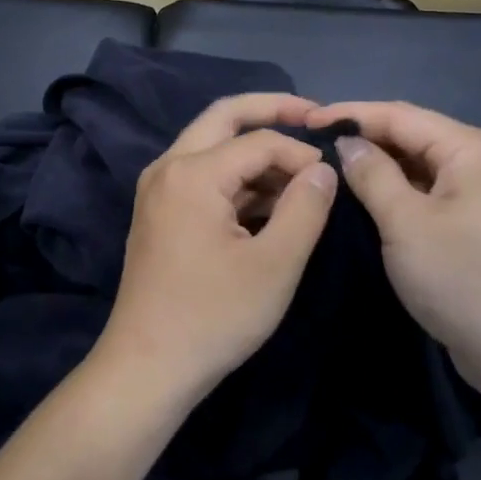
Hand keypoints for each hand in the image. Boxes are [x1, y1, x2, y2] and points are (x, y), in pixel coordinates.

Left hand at [98, 93, 338, 405]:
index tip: (333, 179)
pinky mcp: (159, 212)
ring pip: (211, 146)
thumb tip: (323, 168)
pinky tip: (269, 203)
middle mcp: (167, 167)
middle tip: (313, 117)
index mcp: (192, 172)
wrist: (147, 366)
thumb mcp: (275, 264)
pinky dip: (236, 179)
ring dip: (254, 152)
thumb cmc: (214, 316)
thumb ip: (305, 207)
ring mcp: (158, 189)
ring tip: (300, 175)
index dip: (301, 152)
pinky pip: (202, 176)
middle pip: (223, 118)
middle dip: (270, 113)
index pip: (259, 140)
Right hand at [305, 100, 480, 391]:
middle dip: (362, 138)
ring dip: (375, 166)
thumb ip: (372, 174)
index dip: (350, 114)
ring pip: (416, 166)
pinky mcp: (474, 223)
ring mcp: (480, 193)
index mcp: (472, 148)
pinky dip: (393, 192)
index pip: (400, 115)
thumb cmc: (464, 280)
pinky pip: (425, 193)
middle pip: (411, 136)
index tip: (303, 122)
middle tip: (309, 146)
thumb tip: (347, 142)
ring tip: (326, 169)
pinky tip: (361, 200)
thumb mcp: (407, 223)